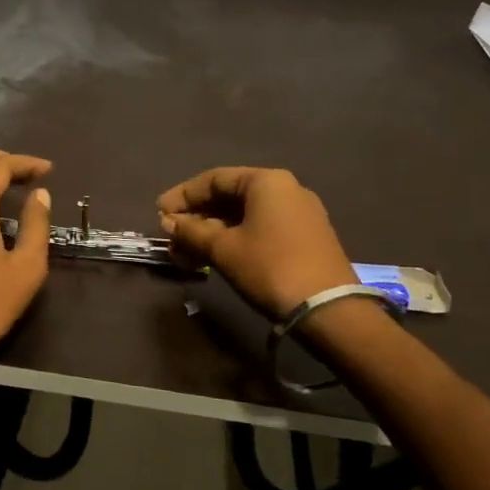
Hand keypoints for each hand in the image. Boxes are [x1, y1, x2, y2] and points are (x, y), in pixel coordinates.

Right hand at [157, 167, 357, 319]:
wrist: (329, 310)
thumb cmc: (270, 267)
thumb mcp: (223, 249)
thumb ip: (192, 231)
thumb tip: (169, 222)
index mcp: (266, 181)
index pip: (214, 179)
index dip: (183, 195)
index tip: (160, 213)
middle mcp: (286, 189)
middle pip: (230, 196)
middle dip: (197, 217)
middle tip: (172, 236)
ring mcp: (299, 213)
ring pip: (244, 215)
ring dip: (212, 232)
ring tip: (187, 254)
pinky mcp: (306, 237)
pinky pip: (261, 228)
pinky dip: (234, 239)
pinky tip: (214, 257)